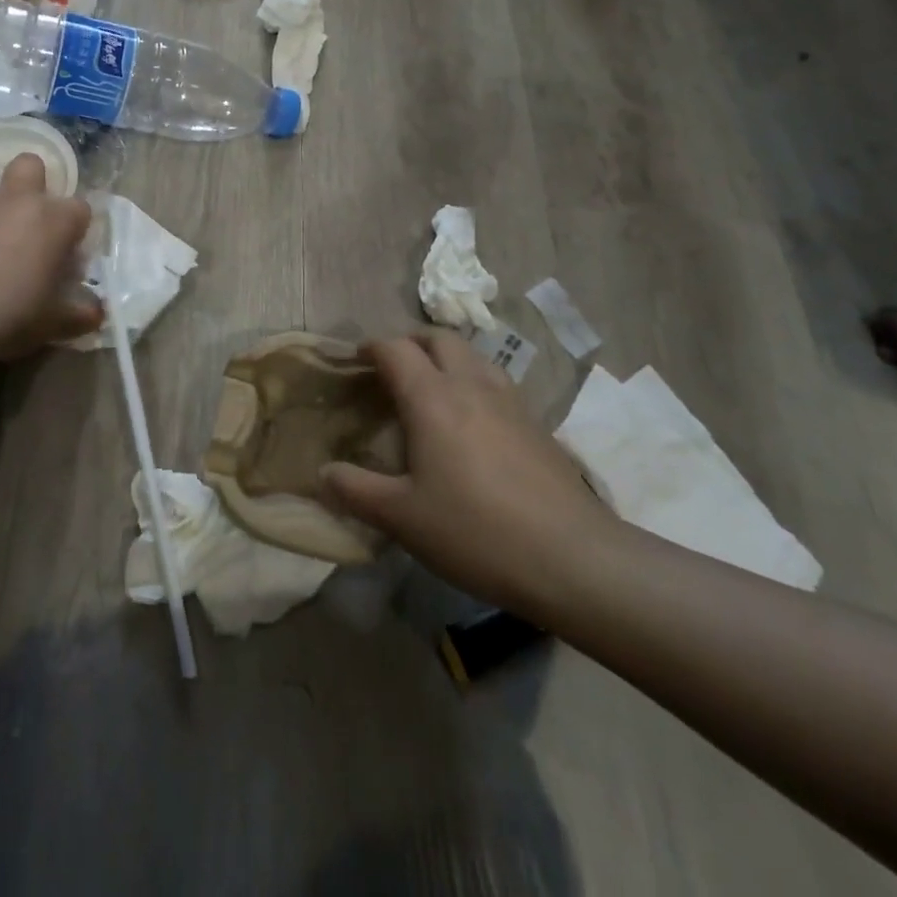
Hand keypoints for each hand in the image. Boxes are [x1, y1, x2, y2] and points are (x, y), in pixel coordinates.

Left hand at [0, 154, 100, 359]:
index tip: (71, 254)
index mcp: (56, 219)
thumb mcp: (56, 322)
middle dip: (35, 182)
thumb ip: (80, 314)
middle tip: (33, 221)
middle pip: (31, 165)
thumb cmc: (16, 312)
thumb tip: (97, 313)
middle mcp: (21, 202)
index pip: (80, 208)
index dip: (77, 229)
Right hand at [321, 330, 618, 618]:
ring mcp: (510, 401)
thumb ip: (356, 491)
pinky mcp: (537, 423)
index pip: (395, 348)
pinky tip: (472, 421)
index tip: (354, 360)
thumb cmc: (476, 531)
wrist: (574, 558)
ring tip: (431, 387)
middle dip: (410, 342)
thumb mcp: (402, 518)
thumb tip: (322, 473)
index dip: (370, 347)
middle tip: (392, 368)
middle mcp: (471, 385)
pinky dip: (474, 381)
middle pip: (438, 338)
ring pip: (473, 355)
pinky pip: (496, 381)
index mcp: (432, 397)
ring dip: (446, 357)